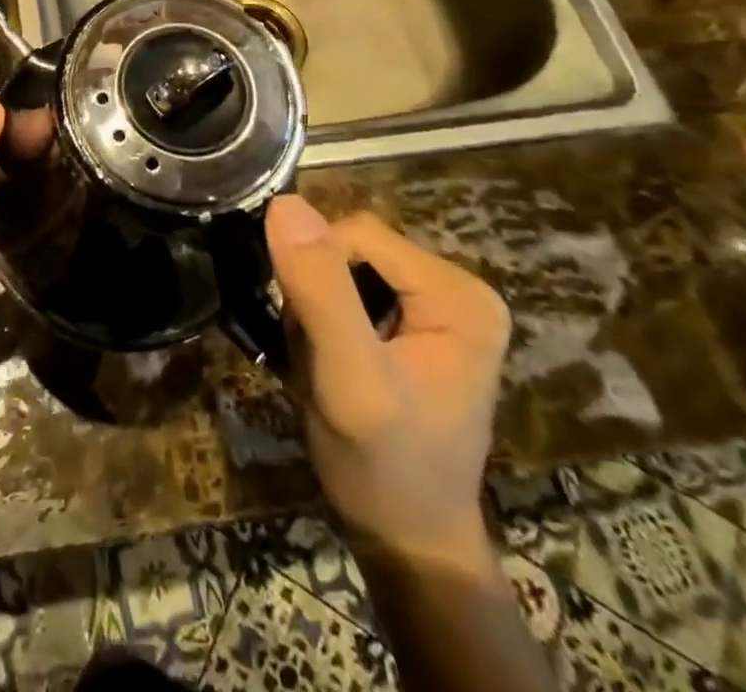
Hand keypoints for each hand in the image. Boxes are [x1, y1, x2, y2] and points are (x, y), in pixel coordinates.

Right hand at [265, 195, 511, 569]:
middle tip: (317, 354)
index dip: (316, 270)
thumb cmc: (384, 465)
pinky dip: (325, 321)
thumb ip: (320, 291)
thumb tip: (285, 203)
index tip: (309, 331)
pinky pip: (350, 290)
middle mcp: (458, 287)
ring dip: (315, 308)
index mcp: (460, 293)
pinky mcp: (416, 323)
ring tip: (322, 362)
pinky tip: (331, 362)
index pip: (358, 233)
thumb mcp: (348, 380)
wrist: (407, 541)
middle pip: (353, 248)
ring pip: (344, 267)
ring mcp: (438, 305)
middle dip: (316, 292)